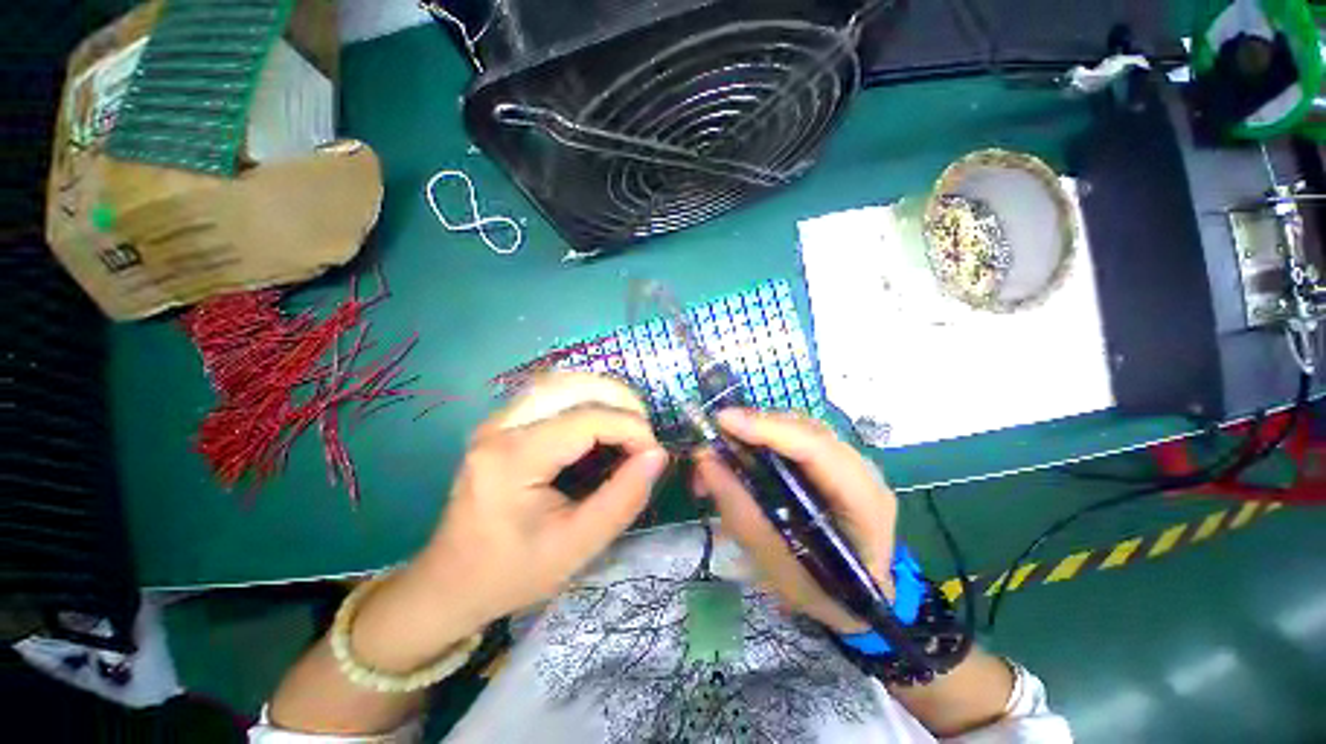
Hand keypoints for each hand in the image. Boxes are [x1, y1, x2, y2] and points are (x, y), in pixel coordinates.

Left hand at [425, 373, 667, 619]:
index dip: (630, 429)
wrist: (450, 583)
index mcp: (514, 458)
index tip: (653, 454)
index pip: (587, 419)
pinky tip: (600, 423)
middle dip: (620, 403)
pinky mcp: (502, 424)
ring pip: (563, 383)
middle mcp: (501, 426)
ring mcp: (497, 421)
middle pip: (573, 387)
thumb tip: (657, 455)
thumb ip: (623, 498)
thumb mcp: (576, 546)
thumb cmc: (512, 572)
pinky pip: (551, 395)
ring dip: (603, 397)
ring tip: (628, 426)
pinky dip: (585, 400)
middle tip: (643, 436)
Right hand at [693, 409, 896, 633]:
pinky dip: (762, 440)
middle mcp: (863, 471)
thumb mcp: (777, 565)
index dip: (768, 430)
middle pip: (806, 430)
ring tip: (720, 448)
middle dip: (755, 428)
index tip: (723, 421)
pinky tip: (740, 452)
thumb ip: (740, 511)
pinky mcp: (832, 460)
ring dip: (755, 432)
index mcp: (865, 503)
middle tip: (713, 438)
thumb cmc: (822, 593)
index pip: (817, 450)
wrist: (856, 598)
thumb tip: (705, 460)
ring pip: (798, 428)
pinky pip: (794, 437)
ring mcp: (850, 461)